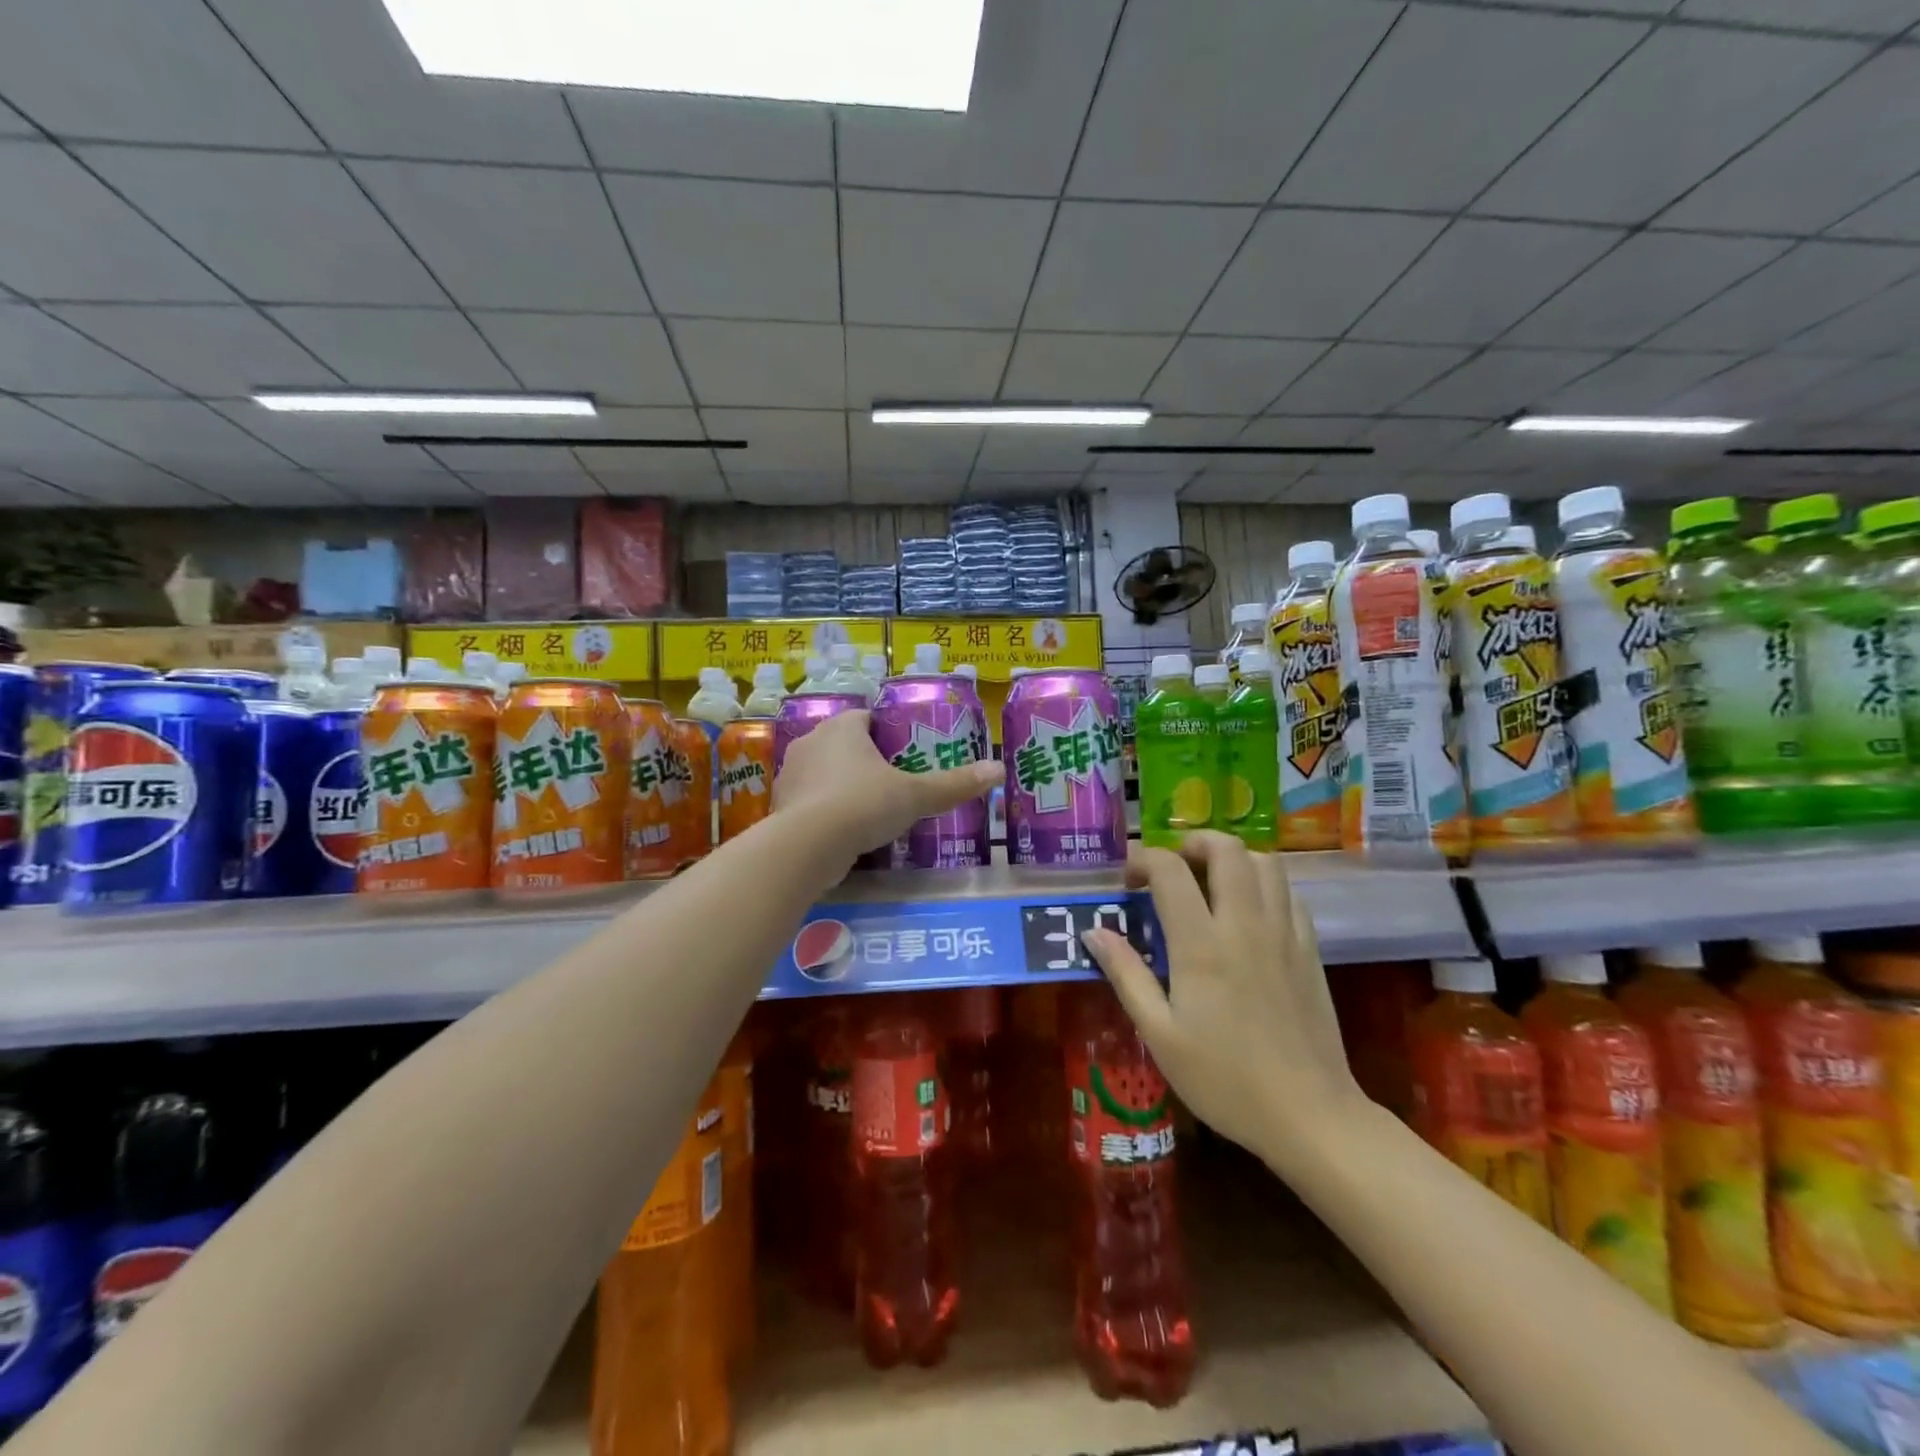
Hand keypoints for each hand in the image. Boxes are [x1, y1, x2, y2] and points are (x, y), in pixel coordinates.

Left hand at [771, 708, 1000, 865]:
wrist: (807, 846)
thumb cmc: (864, 804)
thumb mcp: (916, 795)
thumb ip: (954, 784)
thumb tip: (998, 770)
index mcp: (842, 728)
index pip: (865, 718)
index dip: (885, 733)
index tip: (904, 755)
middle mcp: (811, 742)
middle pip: (843, 744)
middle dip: (864, 761)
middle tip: (892, 784)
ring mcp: (791, 774)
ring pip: (823, 772)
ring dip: (841, 785)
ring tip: (869, 810)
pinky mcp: (781, 806)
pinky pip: (809, 801)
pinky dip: (824, 811)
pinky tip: (843, 832)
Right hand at [1082, 832, 1368, 1168]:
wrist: (1309, 1116)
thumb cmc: (1224, 1079)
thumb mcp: (1160, 1034)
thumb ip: (1126, 974)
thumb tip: (1093, 931)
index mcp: (1201, 944)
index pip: (1170, 870)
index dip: (1144, 860)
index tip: (1129, 880)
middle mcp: (1244, 924)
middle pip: (1227, 849)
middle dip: (1193, 843)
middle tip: (1173, 868)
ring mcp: (1284, 933)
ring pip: (1265, 862)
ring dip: (1233, 858)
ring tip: (1210, 881)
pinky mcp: (1310, 949)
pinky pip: (1289, 893)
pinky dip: (1264, 885)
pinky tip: (1248, 912)